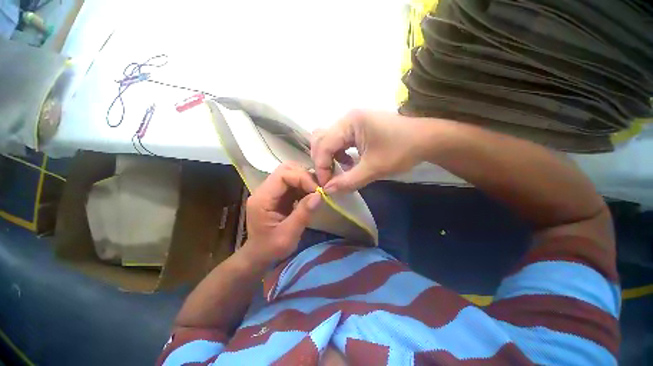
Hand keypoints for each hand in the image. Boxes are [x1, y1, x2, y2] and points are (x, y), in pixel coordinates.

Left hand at [241, 163, 321, 266]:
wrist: (259, 255)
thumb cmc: (270, 248)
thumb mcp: (288, 235)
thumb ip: (303, 214)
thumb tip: (319, 195)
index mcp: (262, 198)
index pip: (283, 175)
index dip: (303, 178)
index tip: (318, 191)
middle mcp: (264, 190)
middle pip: (286, 170)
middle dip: (305, 176)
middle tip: (318, 189)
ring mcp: (271, 191)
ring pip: (290, 174)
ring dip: (306, 180)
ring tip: (317, 192)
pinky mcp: (278, 195)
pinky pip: (293, 183)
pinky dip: (304, 186)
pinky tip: (311, 196)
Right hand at [311, 110, 427, 191]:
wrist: (426, 139)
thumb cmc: (402, 150)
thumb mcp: (374, 168)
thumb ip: (348, 181)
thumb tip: (327, 191)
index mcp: (349, 122)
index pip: (324, 145)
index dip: (321, 167)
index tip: (326, 186)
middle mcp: (347, 118)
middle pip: (321, 140)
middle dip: (322, 161)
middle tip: (328, 179)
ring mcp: (352, 122)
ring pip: (329, 140)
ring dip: (329, 157)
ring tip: (339, 171)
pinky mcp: (358, 129)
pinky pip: (339, 141)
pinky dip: (338, 154)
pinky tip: (348, 163)